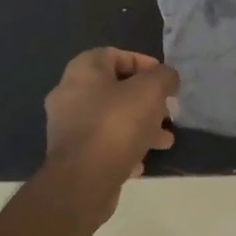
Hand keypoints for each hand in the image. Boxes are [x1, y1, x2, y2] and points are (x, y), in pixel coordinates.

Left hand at [43, 48, 179, 203]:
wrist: (83, 181)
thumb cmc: (117, 124)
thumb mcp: (150, 91)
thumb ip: (163, 77)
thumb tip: (167, 77)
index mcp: (82, 71)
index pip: (114, 55)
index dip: (143, 63)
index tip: (165, 80)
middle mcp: (69, 94)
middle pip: (115, 90)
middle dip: (146, 101)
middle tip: (167, 114)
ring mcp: (67, 126)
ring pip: (111, 119)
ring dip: (140, 127)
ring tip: (165, 141)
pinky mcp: (71, 155)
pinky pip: (102, 144)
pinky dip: (124, 148)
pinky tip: (141, 162)